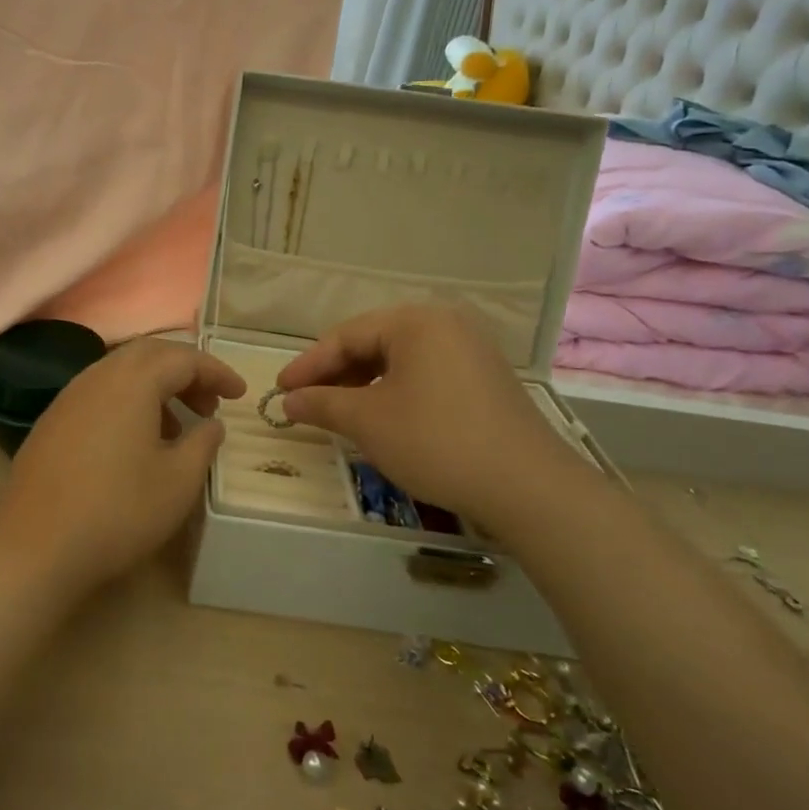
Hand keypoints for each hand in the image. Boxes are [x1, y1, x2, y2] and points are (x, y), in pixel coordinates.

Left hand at [0, 339, 245, 598]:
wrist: (35, 544)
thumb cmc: (118, 510)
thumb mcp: (178, 481)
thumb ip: (203, 443)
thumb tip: (211, 423)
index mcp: (133, 380)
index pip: (184, 357)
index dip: (216, 371)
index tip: (240, 394)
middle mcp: (98, 376)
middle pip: (149, 355)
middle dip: (184, 372)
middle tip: (209, 403)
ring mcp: (69, 396)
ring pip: (121, 372)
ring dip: (155, 387)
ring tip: (176, 426)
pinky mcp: (52, 420)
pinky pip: (99, 393)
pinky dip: (128, 402)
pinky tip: (135, 441)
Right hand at [275, 303, 590, 533]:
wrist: (528, 488)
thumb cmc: (436, 441)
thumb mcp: (368, 421)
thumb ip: (322, 403)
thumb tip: (289, 400)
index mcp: (416, 321)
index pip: (346, 336)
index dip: (308, 365)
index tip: (280, 390)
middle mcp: (445, 324)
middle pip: (373, 343)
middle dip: (336, 374)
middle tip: (305, 401)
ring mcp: (471, 351)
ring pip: (400, 361)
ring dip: (363, 385)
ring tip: (337, 412)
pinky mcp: (485, 380)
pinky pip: (425, 375)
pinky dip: (394, 393)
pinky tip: (381, 418)